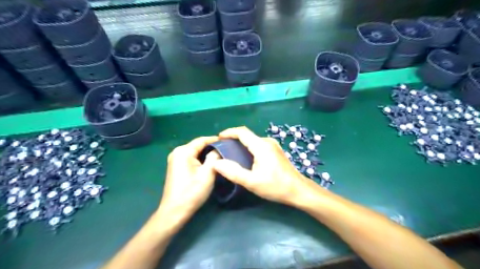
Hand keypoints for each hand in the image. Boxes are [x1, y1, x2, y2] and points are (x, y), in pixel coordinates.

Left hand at [155, 137, 218, 229]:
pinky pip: (191, 157)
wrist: (175, 211)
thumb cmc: (192, 192)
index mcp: (184, 151)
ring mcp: (175, 159)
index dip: (216, 140)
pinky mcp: (176, 166)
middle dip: (212, 147)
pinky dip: (200, 159)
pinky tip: (210, 162)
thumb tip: (218, 149)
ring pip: (195, 152)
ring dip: (207, 153)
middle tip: (227, 149)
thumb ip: (214, 157)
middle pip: (198, 145)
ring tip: (221, 155)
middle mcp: (177, 152)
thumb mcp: (208, 173)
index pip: (202, 140)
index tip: (229, 141)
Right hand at [210, 127, 319, 205]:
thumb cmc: (276, 186)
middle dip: (233, 139)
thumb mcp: (252, 182)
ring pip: (253, 140)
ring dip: (241, 144)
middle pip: (247, 135)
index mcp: (261, 146)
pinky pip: (258, 145)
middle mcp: (268, 141)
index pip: (242, 132)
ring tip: (231, 154)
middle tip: (222, 148)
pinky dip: (249, 148)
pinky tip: (245, 158)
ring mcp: (273, 145)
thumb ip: (233, 172)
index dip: (229, 132)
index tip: (218, 137)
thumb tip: (216, 163)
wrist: (299, 190)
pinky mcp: (276, 151)